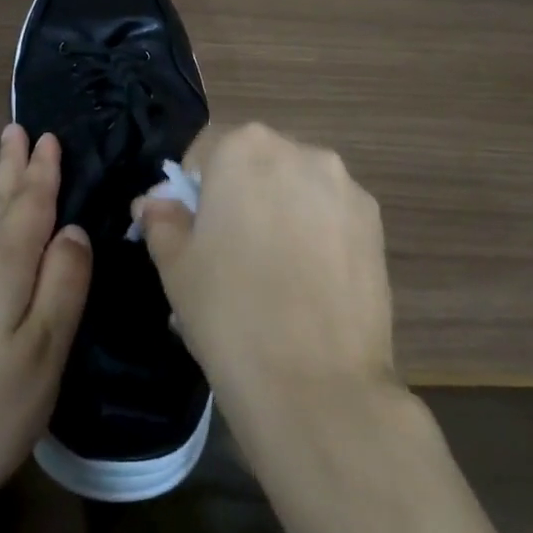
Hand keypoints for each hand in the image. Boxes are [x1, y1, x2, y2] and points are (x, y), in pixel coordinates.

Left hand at [0, 125, 91, 523]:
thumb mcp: (45, 349)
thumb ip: (63, 284)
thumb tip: (73, 232)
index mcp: (1, 270)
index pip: (28, 206)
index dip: (41, 172)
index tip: (48, 136)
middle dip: (11, 168)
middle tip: (17, 130)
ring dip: (0, 191)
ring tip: (9, 164)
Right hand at [135, 122, 395, 415]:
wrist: (317, 385)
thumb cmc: (229, 312)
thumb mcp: (176, 265)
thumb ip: (162, 220)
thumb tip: (157, 202)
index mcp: (245, 148)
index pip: (206, 153)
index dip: (192, 192)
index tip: (191, 233)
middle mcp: (301, 151)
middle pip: (256, 164)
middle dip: (239, 197)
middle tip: (229, 254)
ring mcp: (346, 187)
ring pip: (296, 188)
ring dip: (280, 212)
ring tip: (274, 273)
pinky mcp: (376, 224)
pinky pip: (330, 216)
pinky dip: (315, 234)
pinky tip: (308, 283)